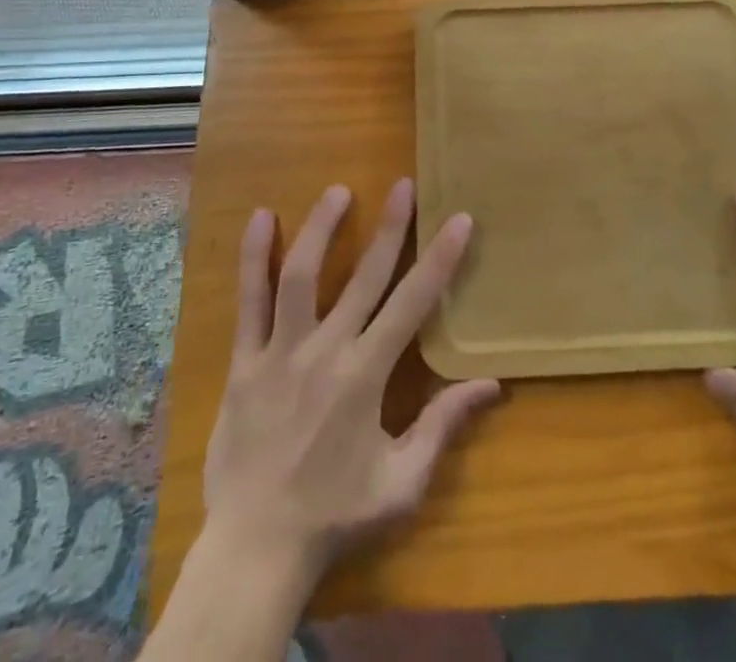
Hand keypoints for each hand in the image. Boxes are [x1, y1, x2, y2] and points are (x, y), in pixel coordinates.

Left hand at [201, 179, 500, 587]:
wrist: (254, 550)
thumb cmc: (334, 514)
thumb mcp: (401, 483)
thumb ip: (442, 426)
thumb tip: (491, 384)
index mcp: (366, 376)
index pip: (412, 304)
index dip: (439, 259)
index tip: (458, 219)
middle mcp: (326, 351)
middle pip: (364, 277)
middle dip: (390, 228)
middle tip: (404, 185)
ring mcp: (280, 352)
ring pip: (300, 276)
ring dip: (321, 228)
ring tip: (339, 191)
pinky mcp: (245, 361)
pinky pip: (248, 302)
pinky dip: (253, 258)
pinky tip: (262, 218)